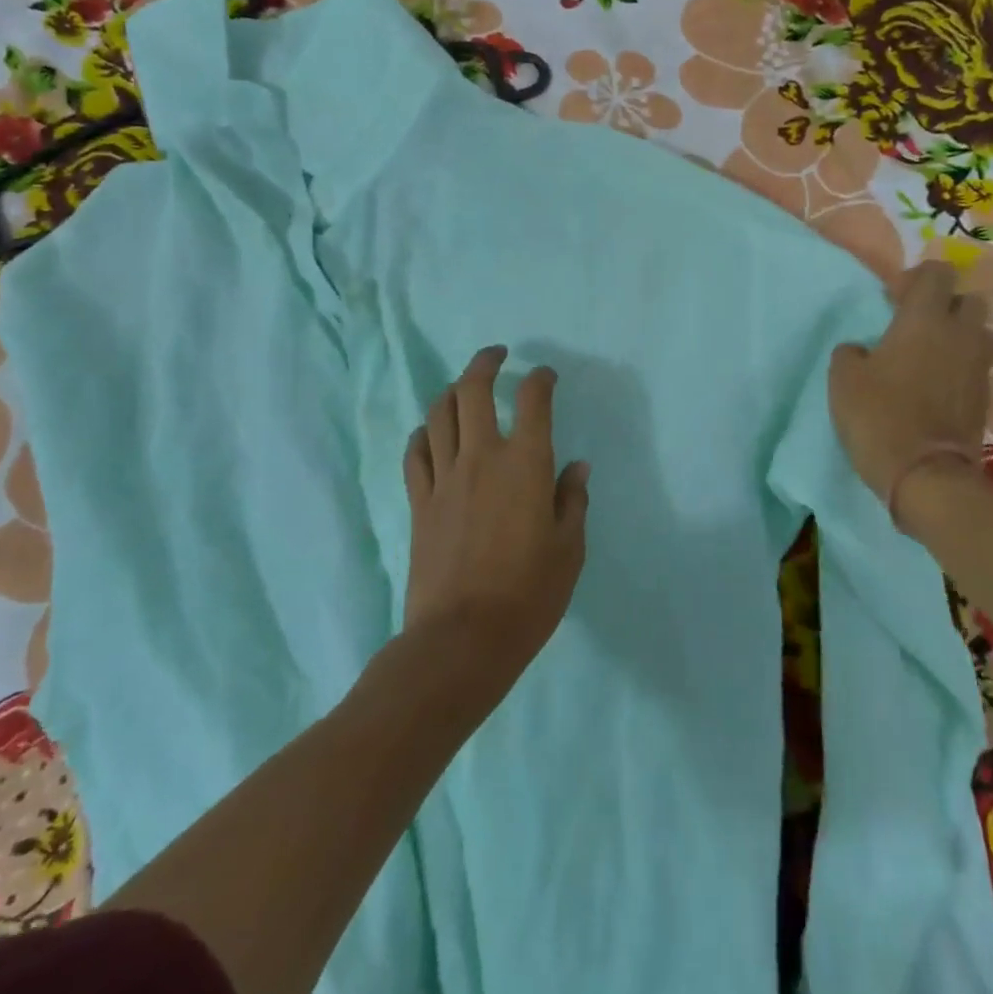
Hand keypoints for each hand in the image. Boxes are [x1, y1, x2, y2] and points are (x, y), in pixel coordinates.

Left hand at [403, 346, 589, 678]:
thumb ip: (572, 501)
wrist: (462, 638)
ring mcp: (444, 478)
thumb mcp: (569, 550)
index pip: (532, 401)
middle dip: (485, 363)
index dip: (540, 380)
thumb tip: (577, 468)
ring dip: (452, 391)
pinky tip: (430, 434)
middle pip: (473, 391)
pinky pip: (415, 453)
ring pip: (439, 414)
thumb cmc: (529, 595)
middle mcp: (482, 458)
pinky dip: (424, 434)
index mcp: (526, 465)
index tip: (545, 376)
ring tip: (464, 387)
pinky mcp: (419, 502)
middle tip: (497, 355)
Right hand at [828, 261, 992, 503]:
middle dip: (945, 304)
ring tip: (930, 354)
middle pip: (968, 299)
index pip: (937, 274)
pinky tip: (936, 384)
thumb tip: (862, 350)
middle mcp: (960, 334)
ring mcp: (978, 366)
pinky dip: (959, 366)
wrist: (925, 474)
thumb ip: (851, 352)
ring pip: (979, 332)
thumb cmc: (878, 416)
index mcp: (925, 319)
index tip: (892, 299)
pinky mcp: (984, 396)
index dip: (915, 278)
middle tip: (915, 324)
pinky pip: (976, 365)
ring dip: (958, 335)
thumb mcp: (843, 379)